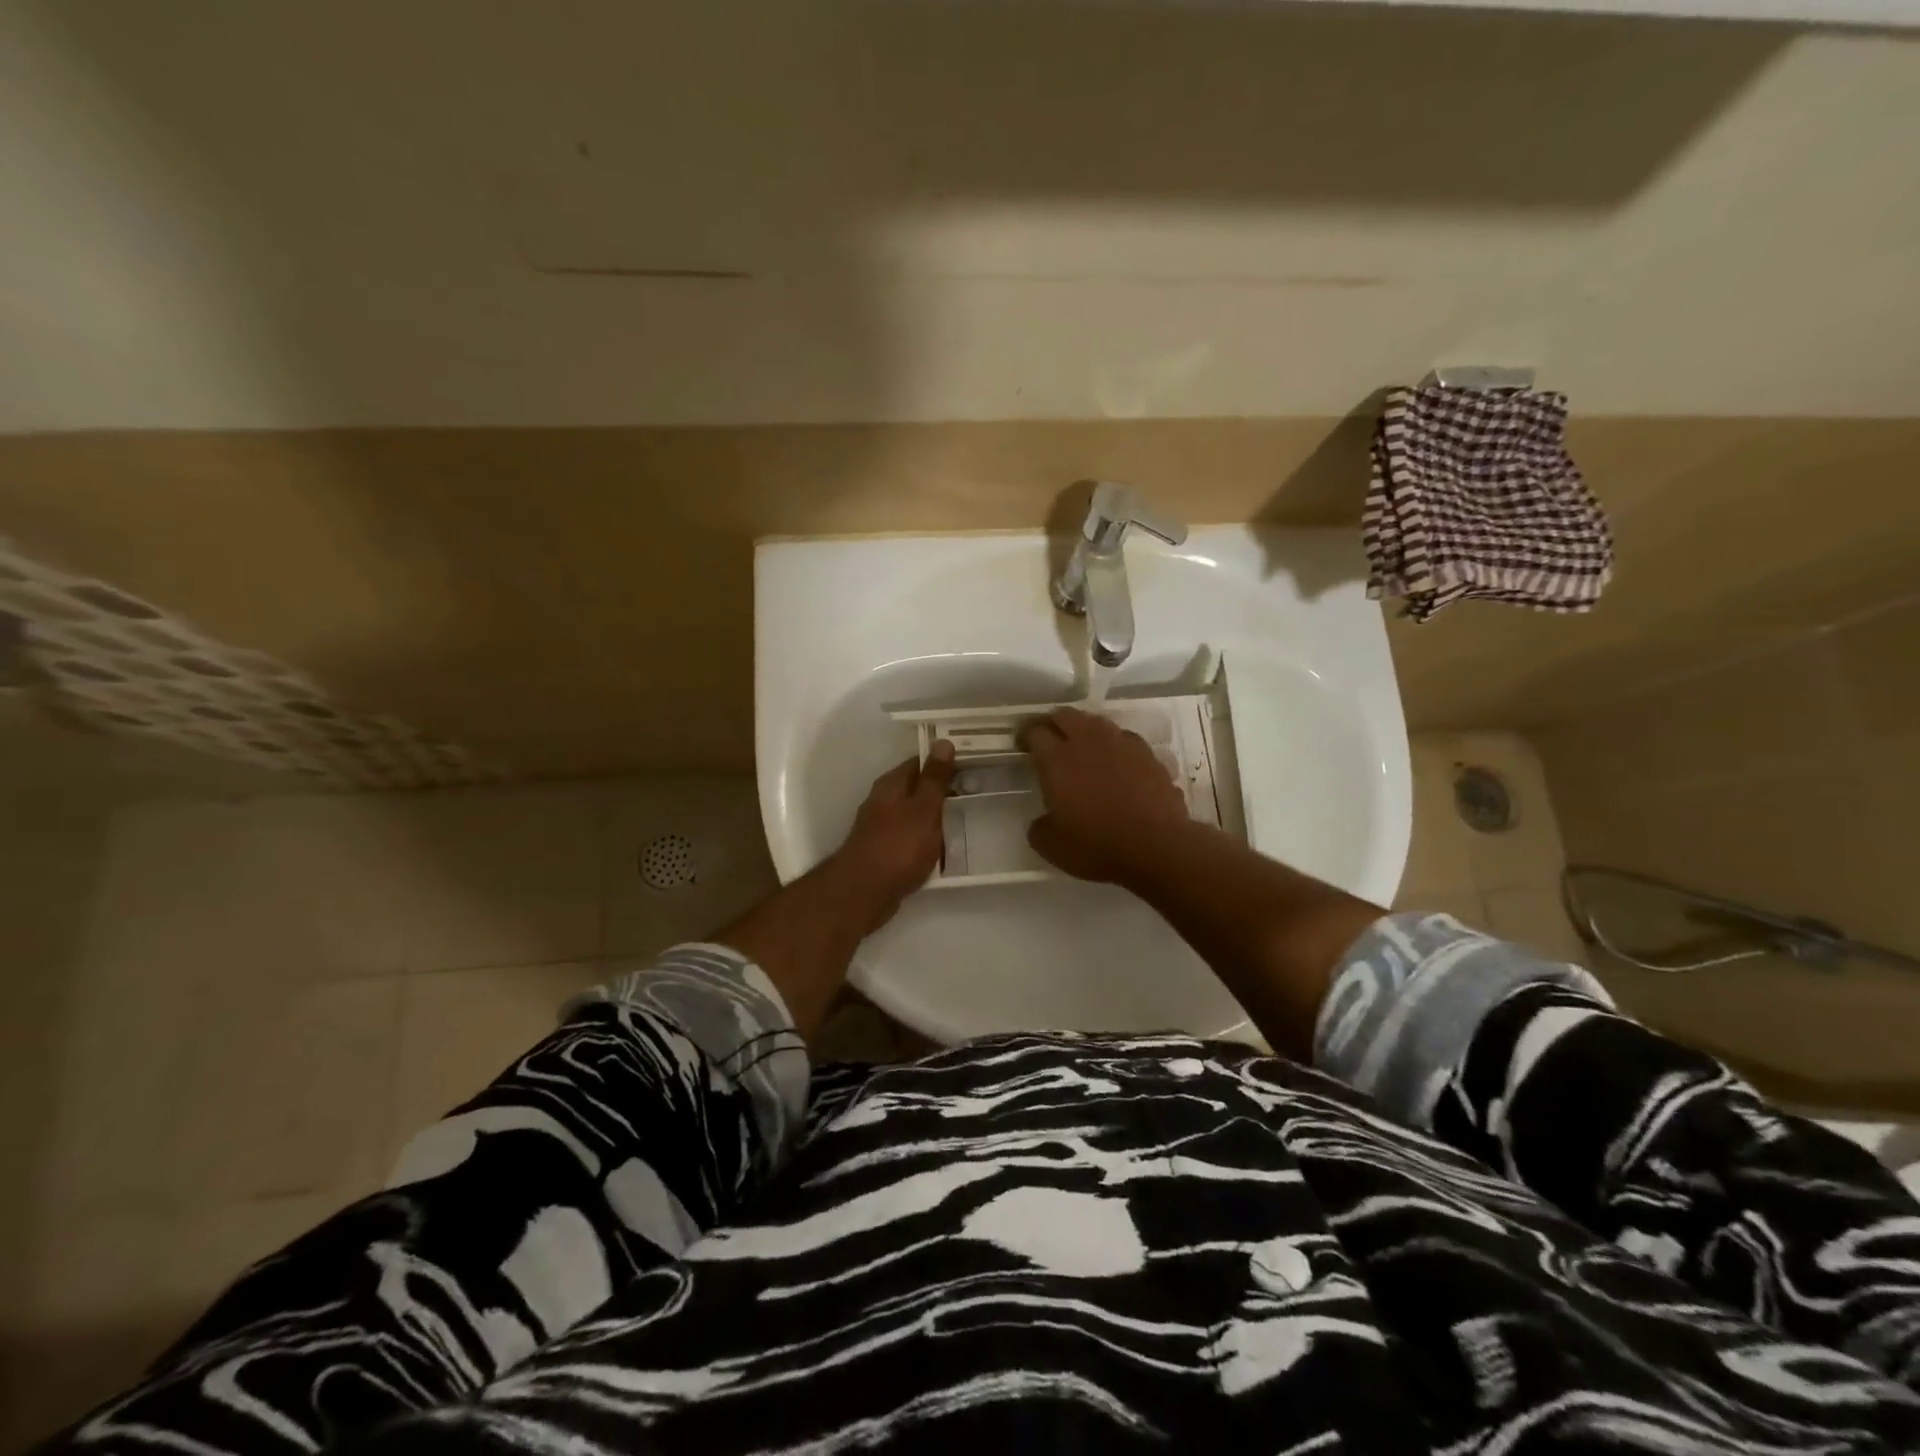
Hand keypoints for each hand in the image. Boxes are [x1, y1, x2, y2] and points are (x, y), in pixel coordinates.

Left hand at [829, 740, 956, 920]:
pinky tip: (944, 849)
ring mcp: (882, 828)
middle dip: (942, 790)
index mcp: (891, 785)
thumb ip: (934, 778)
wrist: (864, 893)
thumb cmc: (898, 846)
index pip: (920, 762)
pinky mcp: (885, 852)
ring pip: (915, 814)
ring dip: (936, 816)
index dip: (944, 761)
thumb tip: (943, 742)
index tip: (971, 764)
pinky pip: (912, 838)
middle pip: (917, 788)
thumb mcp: (923, 809)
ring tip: (966, 820)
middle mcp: (883, 801)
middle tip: (976, 793)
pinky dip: (927, 840)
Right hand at [1019, 707, 1190, 882]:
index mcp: (1057, 760)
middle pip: (1065, 716)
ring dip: (1084, 729)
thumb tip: (1043, 821)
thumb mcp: (1052, 846)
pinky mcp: (1148, 754)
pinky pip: (1124, 739)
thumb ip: (1040, 827)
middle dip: (1053, 723)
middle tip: (1049, 739)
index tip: (1022, 744)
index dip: (1025, 734)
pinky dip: (1114, 745)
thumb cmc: (1097, 845)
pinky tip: (1116, 760)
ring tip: (1082, 746)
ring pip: (1097, 722)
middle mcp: (1088, 742)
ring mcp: (1121, 744)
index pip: (1035, 732)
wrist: (1157, 847)